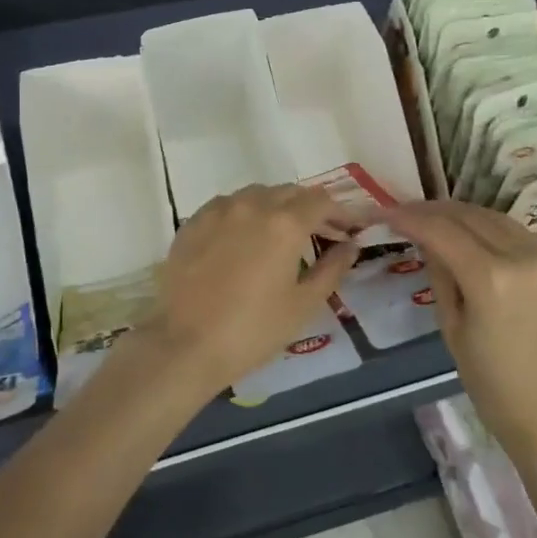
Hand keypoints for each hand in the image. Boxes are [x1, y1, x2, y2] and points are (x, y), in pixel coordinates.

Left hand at [109, 185, 361, 412]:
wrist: (185, 344)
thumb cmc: (253, 329)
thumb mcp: (303, 304)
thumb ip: (332, 268)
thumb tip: (350, 245)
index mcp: (284, 223)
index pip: (322, 201)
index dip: (342, 212)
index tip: (351, 229)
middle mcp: (252, 204)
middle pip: (290, 193)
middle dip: (312, 209)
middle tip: (324, 234)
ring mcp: (218, 210)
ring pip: (257, 195)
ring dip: (278, 207)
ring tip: (284, 235)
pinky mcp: (193, 222)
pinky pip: (228, 206)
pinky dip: (246, 214)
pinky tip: (246, 238)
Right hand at [383, 200, 536, 461]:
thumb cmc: (491, 384)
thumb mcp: (451, 328)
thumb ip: (440, 275)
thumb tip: (429, 241)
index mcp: (491, 279)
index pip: (442, 231)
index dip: (411, 218)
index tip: (388, 213)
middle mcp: (526, 259)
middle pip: (472, 216)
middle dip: (436, 210)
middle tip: (410, 211)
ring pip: (502, 221)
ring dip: (468, 216)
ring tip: (442, 219)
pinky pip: (527, 241)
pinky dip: (499, 235)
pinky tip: (482, 242)